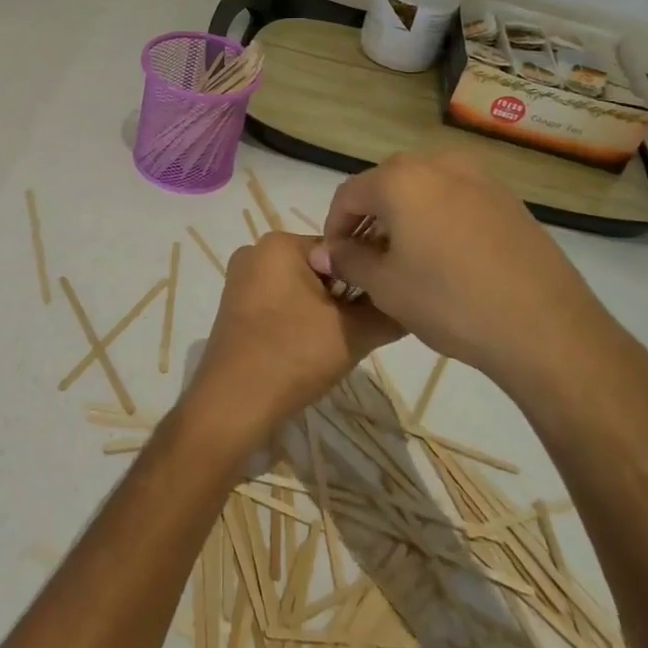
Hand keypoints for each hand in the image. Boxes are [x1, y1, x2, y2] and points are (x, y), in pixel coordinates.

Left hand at [180, 231, 400, 458]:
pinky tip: (307, 351)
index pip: (341, 250)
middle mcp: (255, 251)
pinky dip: (298, 322)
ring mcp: (240, 280)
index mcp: (279, 243)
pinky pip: (279, 304)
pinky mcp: (234, 308)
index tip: (377, 310)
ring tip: (333, 345)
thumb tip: (414, 303)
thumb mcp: (354, 332)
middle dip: (342, 298)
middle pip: (320, 269)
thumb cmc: (293, 355)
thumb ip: (389, 311)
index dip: (365, 280)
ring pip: (301, 289)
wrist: (233, 404)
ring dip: (323, 313)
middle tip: (356, 332)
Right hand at [307, 152, 647, 426]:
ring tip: (407, 258)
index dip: (334, 227)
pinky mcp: (509, 200)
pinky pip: (458, 199)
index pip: (348, 194)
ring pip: (425, 190)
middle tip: (368, 259)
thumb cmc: (449, 302)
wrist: (545, 327)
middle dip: (370, 218)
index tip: (335, 260)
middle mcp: (439, 164)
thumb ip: (348, 261)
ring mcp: (481, 178)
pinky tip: (448, 258)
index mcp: (401, 179)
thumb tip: (324, 252)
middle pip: (387, 184)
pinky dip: (440, 219)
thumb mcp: (385, 286)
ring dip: (406, 216)